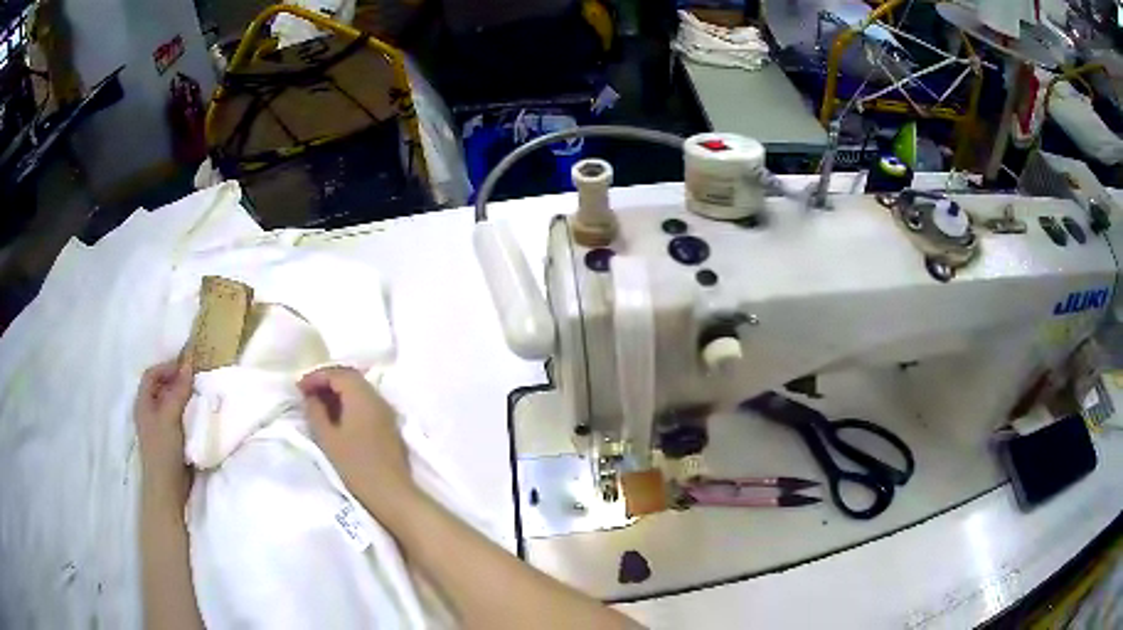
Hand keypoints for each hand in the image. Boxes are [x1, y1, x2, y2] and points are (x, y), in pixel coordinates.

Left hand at [135, 360, 193, 506]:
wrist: (168, 488)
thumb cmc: (163, 449)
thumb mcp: (170, 416)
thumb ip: (178, 390)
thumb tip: (189, 363)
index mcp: (143, 402)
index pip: (151, 374)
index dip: (167, 367)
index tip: (186, 368)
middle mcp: (148, 411)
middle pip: (160, 386)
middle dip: (176, 380)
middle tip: (194, 380)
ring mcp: (158, 426)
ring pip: (169, 402)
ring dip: (182, 396)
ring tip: (198, 395)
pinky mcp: (169, 438)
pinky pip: (176, 417)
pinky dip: (186, 411)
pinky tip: (196, 414)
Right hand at [298, 366, 413, 515]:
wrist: (392, 494)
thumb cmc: (356, 467)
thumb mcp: (328, 439)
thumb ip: (316, 412)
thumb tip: (310, 397)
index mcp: (362, 397)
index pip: (338, 373)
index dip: (316, 376)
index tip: (298, 387)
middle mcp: (377, 398)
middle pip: (350, 378)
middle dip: (327, 381)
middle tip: (307, 393)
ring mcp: (386, 412)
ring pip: (359, 390)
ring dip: (338, 392)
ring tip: (318, 405)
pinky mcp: (389, 426)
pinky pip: (366, 403)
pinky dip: (349, 403)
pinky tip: (337, 417)